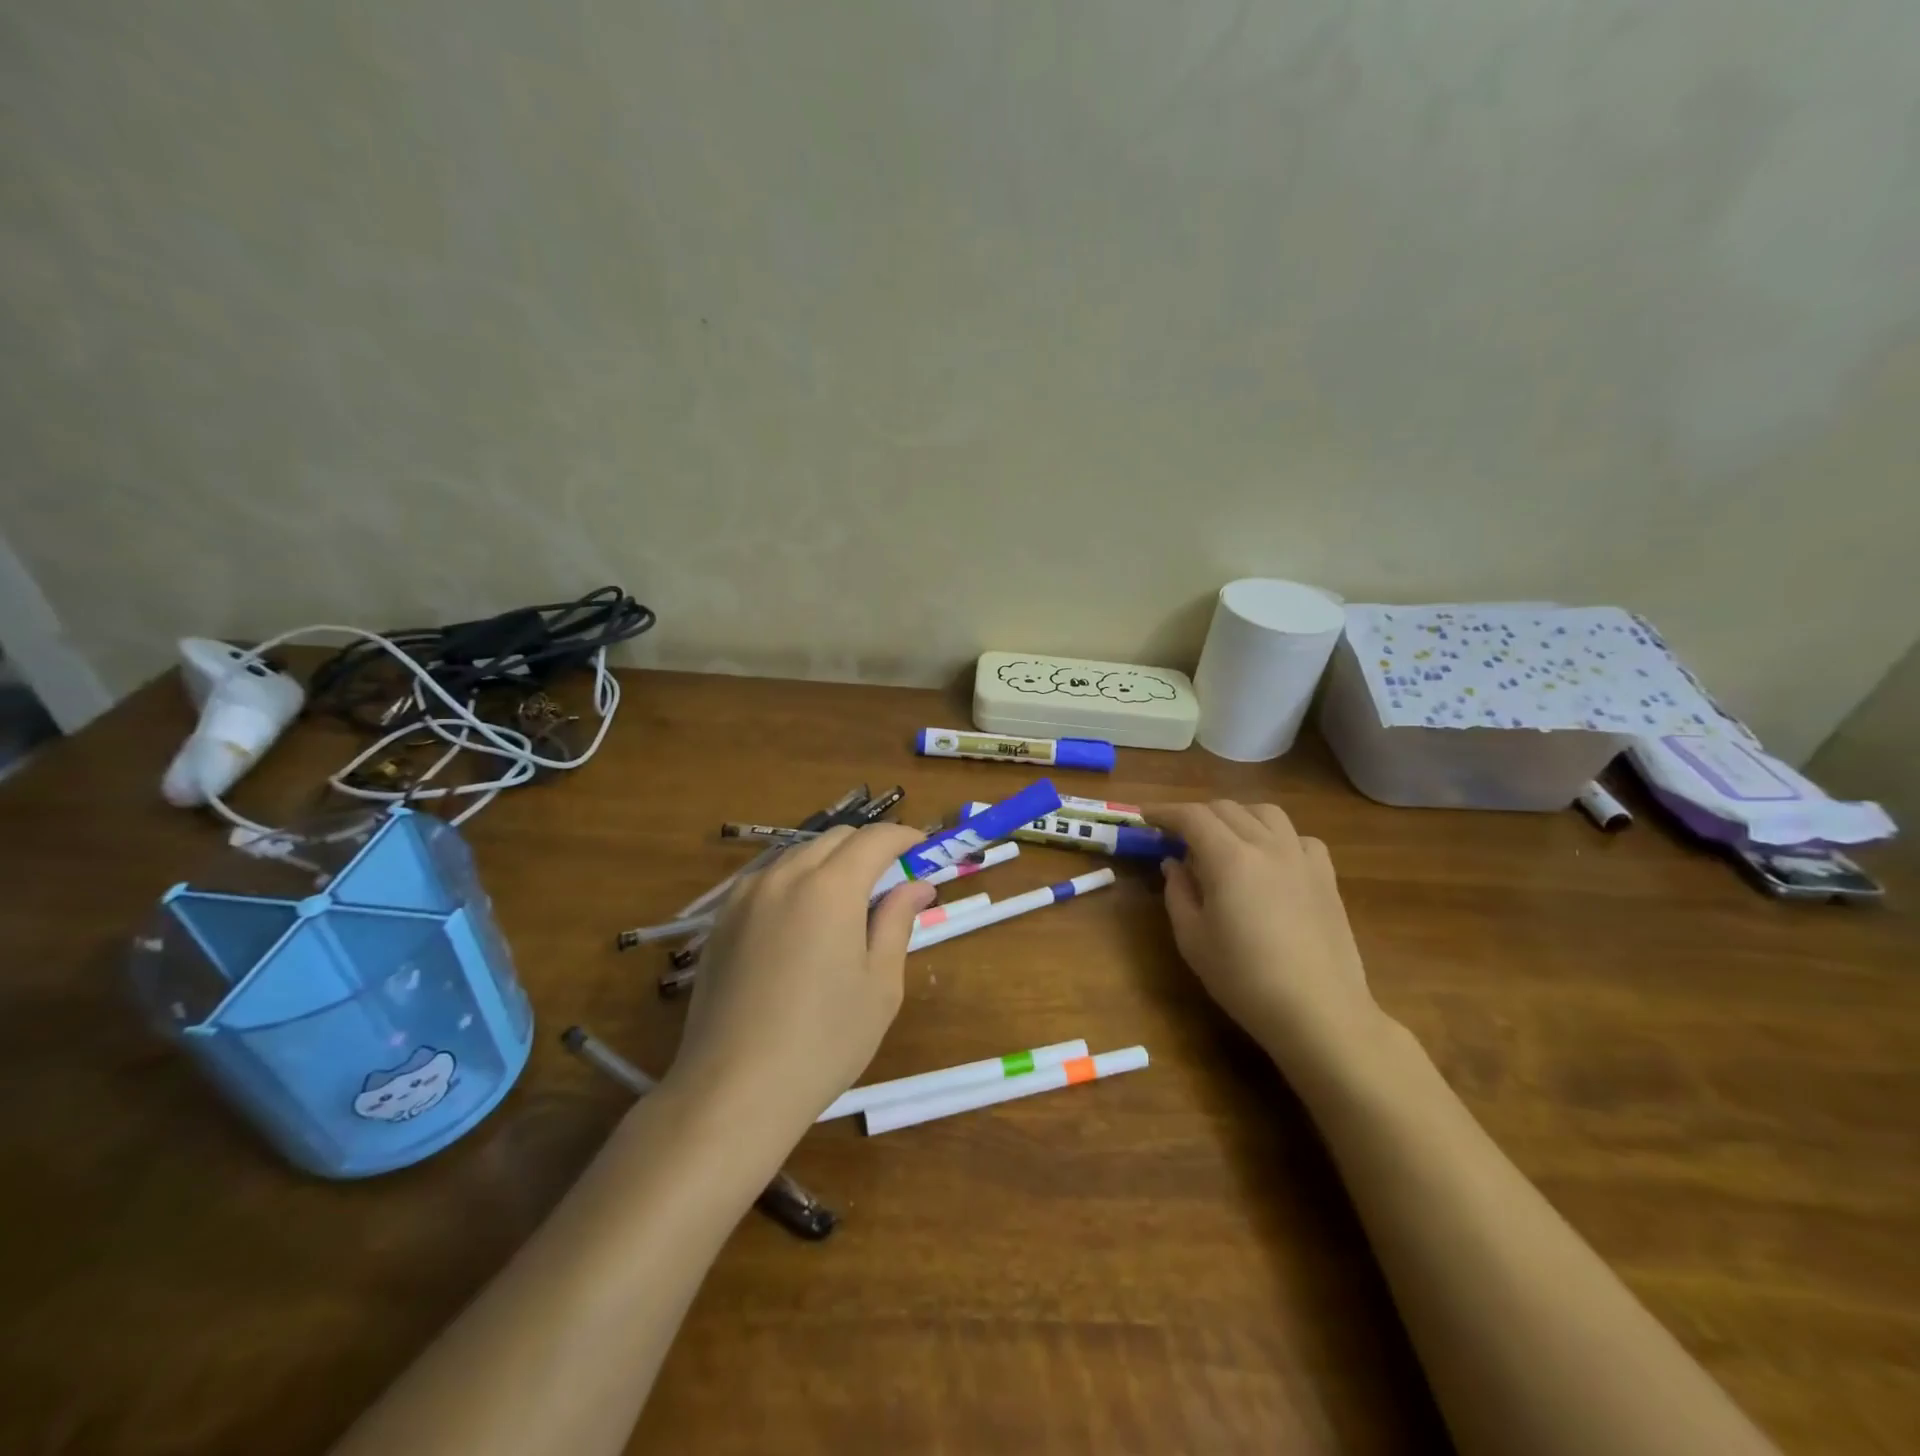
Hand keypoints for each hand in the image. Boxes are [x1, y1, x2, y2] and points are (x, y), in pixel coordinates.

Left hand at [665, 823, 935, 1140]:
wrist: (733, 1089)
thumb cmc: (824, 1041)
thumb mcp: (879, 985)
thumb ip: (897, 922)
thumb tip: (917, 886)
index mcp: (831, 887)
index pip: (875, 839)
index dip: (904, 838)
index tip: (922, 852)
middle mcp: (785, 876)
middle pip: (836, 839)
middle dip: (869, 849)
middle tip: (890, 883)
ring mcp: (746, 895)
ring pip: (799, 854)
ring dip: (831, 862)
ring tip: (847, 903)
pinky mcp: (721, 920)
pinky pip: (767, 879)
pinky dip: (795, 880)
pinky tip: (800, 920)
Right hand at [1149, 801, 1386, 1078]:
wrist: (1318, 1012)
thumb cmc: (1244, 979)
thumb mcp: (1192, 939)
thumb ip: (1178, 892)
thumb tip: (1174, 863)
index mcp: (1229, 858)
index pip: (1191, 816)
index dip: (1163, 812)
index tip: (1144, 817)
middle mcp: (1267, 845)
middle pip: (1226, 809)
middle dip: (1195, 815)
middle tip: (1177, 837)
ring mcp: (1301, 857)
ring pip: (1265, 813)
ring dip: (1236, 817)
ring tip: (1223, 840)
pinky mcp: (1326, 876)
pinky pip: (1298, 838)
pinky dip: (1276, 837)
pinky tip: (1270, 860)